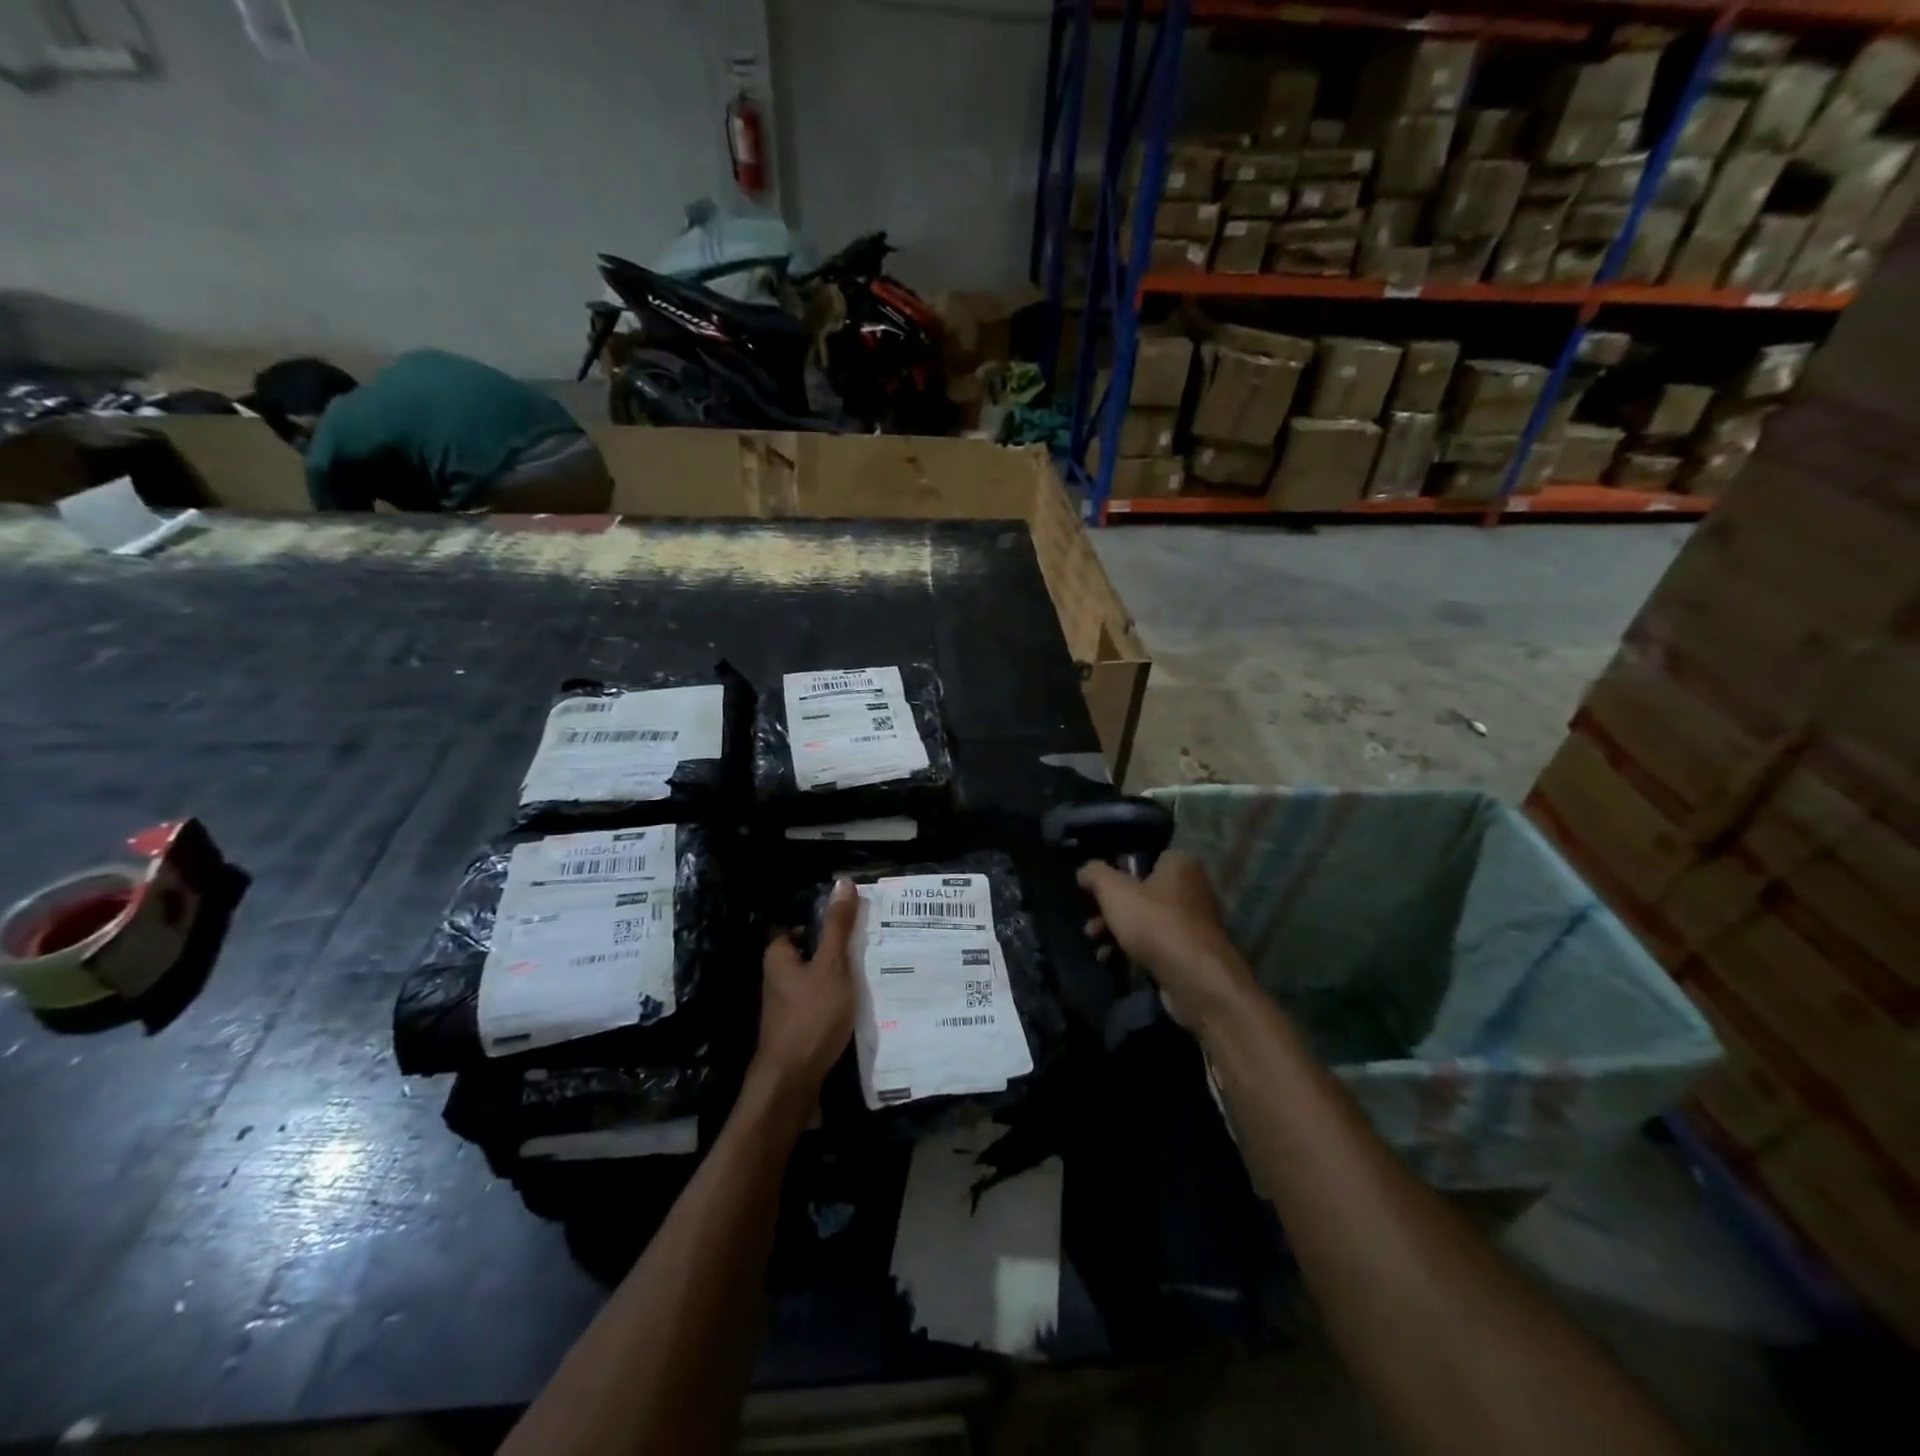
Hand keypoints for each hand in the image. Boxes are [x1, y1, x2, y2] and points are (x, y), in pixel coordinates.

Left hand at [753, 879, 857, 1094]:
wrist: (793, 1081)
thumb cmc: (811, 1016)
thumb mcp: (831, 965)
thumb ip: (838, 926)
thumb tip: (843, 882)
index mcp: (779, 955)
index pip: (805, 925)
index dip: (831, 922)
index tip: (860, 924)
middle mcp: (778, 976)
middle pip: (815, 952)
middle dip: (841, 951)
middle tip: (874, 946)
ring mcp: (787, 1003)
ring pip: (821, 979)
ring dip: (843, 978)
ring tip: (875, 972)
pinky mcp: (799, 1026)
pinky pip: (823, 1002)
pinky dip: (840, 1000)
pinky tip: (863, 1004)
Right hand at [1078, 851, 1255, 1033]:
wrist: (1196, 979)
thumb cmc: (1155, 923)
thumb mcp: (1114, 891)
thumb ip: (1095, 874)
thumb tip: (1084, 871)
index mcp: (1180, 864)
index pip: (1146, 858)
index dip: (1118, 872)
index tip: (1097, 890)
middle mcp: (1193, 889)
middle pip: (1142, 892)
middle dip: (1112, 909)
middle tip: (1091, 923)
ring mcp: (1195, 923)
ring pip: (1147, 920)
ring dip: (1117, 931)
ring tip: (1095, 943)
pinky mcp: (1192, 953)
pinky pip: (1157, 945)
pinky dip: (1134, 950)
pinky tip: (1112, 960)